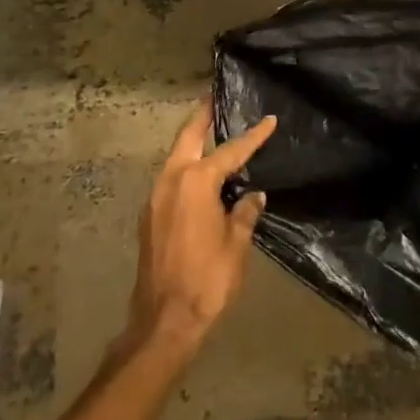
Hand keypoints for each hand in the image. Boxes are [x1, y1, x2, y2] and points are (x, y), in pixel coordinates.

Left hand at [123, 102, 276, 358]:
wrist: (164, 321)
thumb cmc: (208, 279)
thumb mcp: (236, 244)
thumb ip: (244, 212)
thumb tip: (252, 196)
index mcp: (196, 181)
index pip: (231, 150)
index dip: (253, 136)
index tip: (269, 120)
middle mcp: (171, 180)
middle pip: (188, 137)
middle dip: (202, 116)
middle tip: (216, 97)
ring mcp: (155, 198)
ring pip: (176, 157)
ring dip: (193, 143)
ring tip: (213, 133)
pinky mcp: (150, 216)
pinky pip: (171, 179)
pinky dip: (186, 167)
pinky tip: (202, 176)